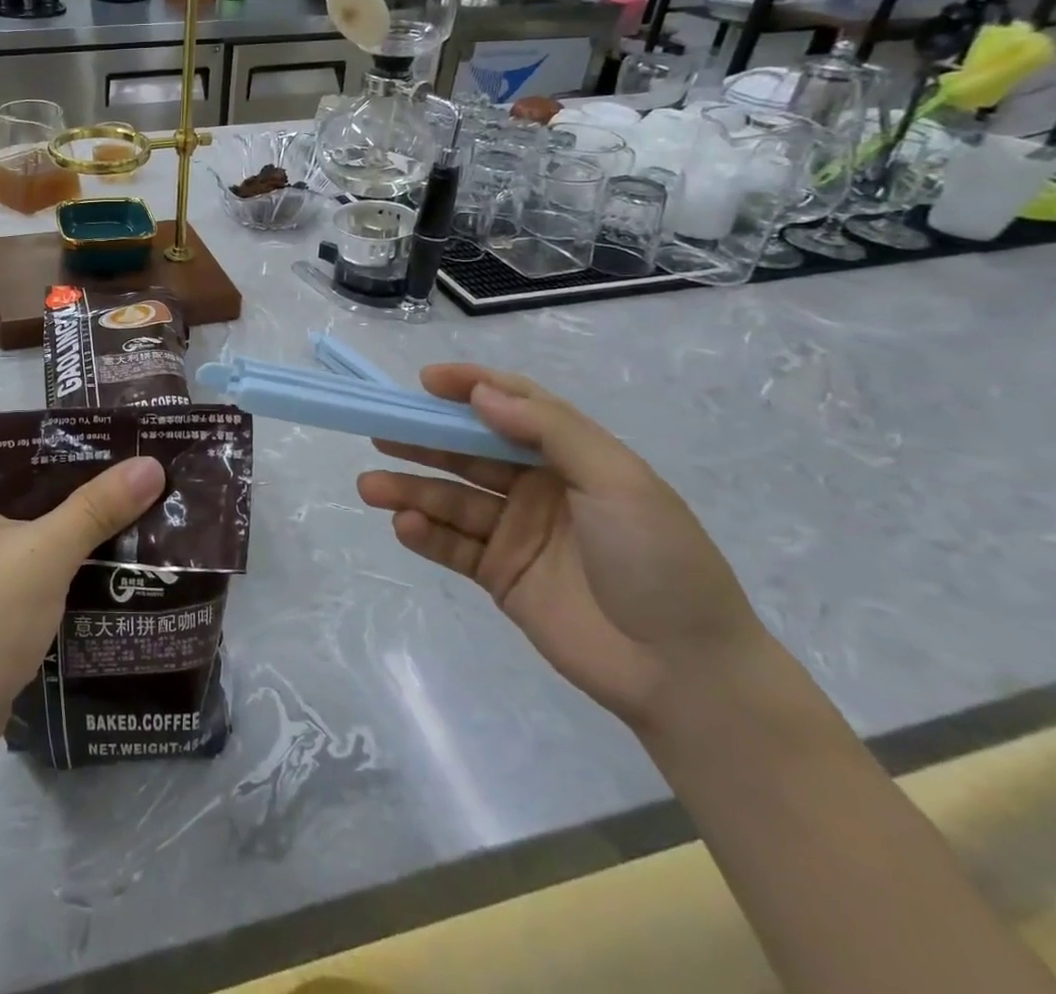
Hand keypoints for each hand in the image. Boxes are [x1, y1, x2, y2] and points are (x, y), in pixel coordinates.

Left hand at [0, 437, 164, 759]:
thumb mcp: (45, 555)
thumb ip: (98, 506)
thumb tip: (153, 464)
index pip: (4, 437)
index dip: (59, 435)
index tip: (113, 436)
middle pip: (14, 475)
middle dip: (71, 476)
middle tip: (128, 466)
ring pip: (17, 512)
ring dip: (65, 512)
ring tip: (124, 499)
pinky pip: (13, 544)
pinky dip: (50, 543)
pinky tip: (98, 543)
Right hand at [357, 364, 770, 727]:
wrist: (685, 674)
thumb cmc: (658, 561)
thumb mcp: (618, 482)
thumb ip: (549, 431)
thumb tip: (482, 394)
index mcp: (572, 458)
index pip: (513, 407)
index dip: (470, 388)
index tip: (426, 381)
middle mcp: (538, 488)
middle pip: (468, 453)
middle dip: (423, 440)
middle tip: (379, 431)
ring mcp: (516, 533)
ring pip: (452, 499)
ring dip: (410, 489)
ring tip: (370, 486)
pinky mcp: (500, 576)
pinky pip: (453, 546)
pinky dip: (425, 533)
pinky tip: (405, 525)